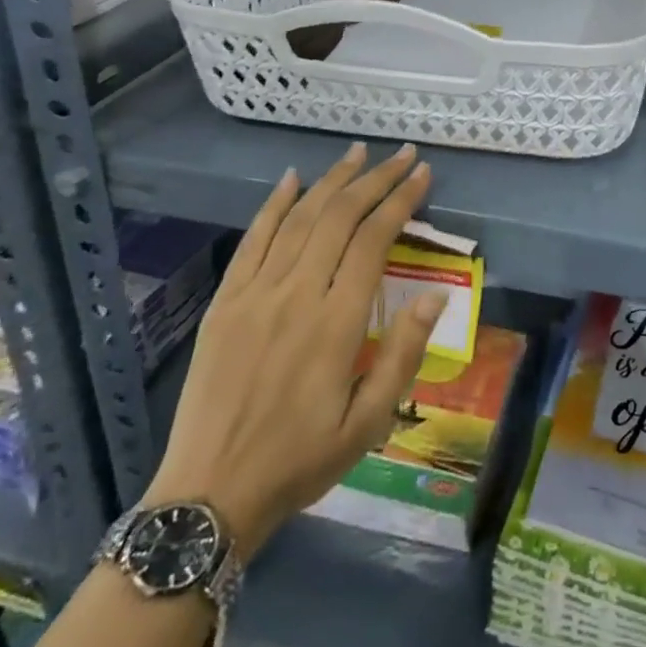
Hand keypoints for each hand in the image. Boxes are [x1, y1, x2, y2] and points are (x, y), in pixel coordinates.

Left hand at [143, 142, 443, 557]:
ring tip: (358, 153)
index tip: (422, 175)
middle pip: (340, 217)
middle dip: (375, 179)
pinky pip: (253, 239)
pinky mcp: (226, 301)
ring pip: (300, 218)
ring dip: (331, 180)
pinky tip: (291, 179)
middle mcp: (296, 294)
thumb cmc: (300, 461)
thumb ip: (403, 355)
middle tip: (401, 154)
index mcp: (336, 324)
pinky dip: (274, 204)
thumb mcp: (368, 423)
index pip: (374, 240)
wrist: (210, 493)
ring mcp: (255, 293)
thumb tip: (435, 296)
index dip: (400, 201)